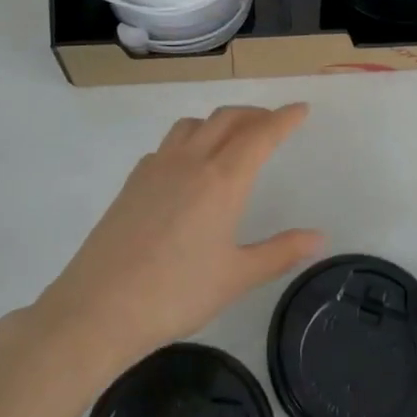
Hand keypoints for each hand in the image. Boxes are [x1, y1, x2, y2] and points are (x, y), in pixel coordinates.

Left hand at [25, 105, 323, 377]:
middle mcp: (191, 161)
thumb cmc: (176, 293)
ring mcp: (156, 167)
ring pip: (193, 124)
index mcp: (222, 179)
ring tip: (232, 138)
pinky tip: (188, 167)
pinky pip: (167, 144)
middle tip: (273, 123)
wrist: (98, 308)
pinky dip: (189, 140)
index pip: (261, 134)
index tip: (301, 109)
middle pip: (227, 119)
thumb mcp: (236, 277)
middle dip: (255, 114)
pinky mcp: (133, 181)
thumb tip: (319, 237)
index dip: (284, 118)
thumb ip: (280, 252)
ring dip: (219, 121)